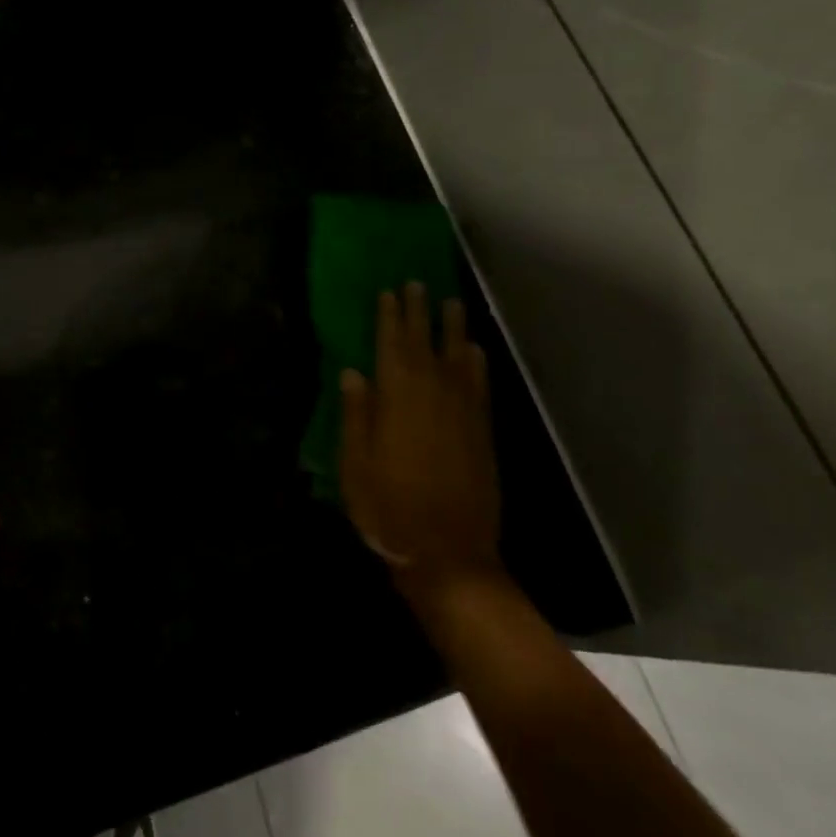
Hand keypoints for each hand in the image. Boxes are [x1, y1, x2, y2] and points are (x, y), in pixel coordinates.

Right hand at [339, 284, 501, 586]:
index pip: (392, 345)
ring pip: (457, 357)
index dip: (390, 316)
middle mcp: (433, 394)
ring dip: (453, 328)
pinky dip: (477, 363)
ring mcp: (463, 411)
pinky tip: (474, 351)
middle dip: (420, 312)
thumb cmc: (389, 509)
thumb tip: (353, 372)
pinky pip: (480, 385)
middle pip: (425, 343)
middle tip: (418, 284)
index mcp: (397, 398)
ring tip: (451, 302)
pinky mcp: (482, 431)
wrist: (449, 552)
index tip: (389, 291)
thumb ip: (356, 415)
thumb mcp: (356, 464)